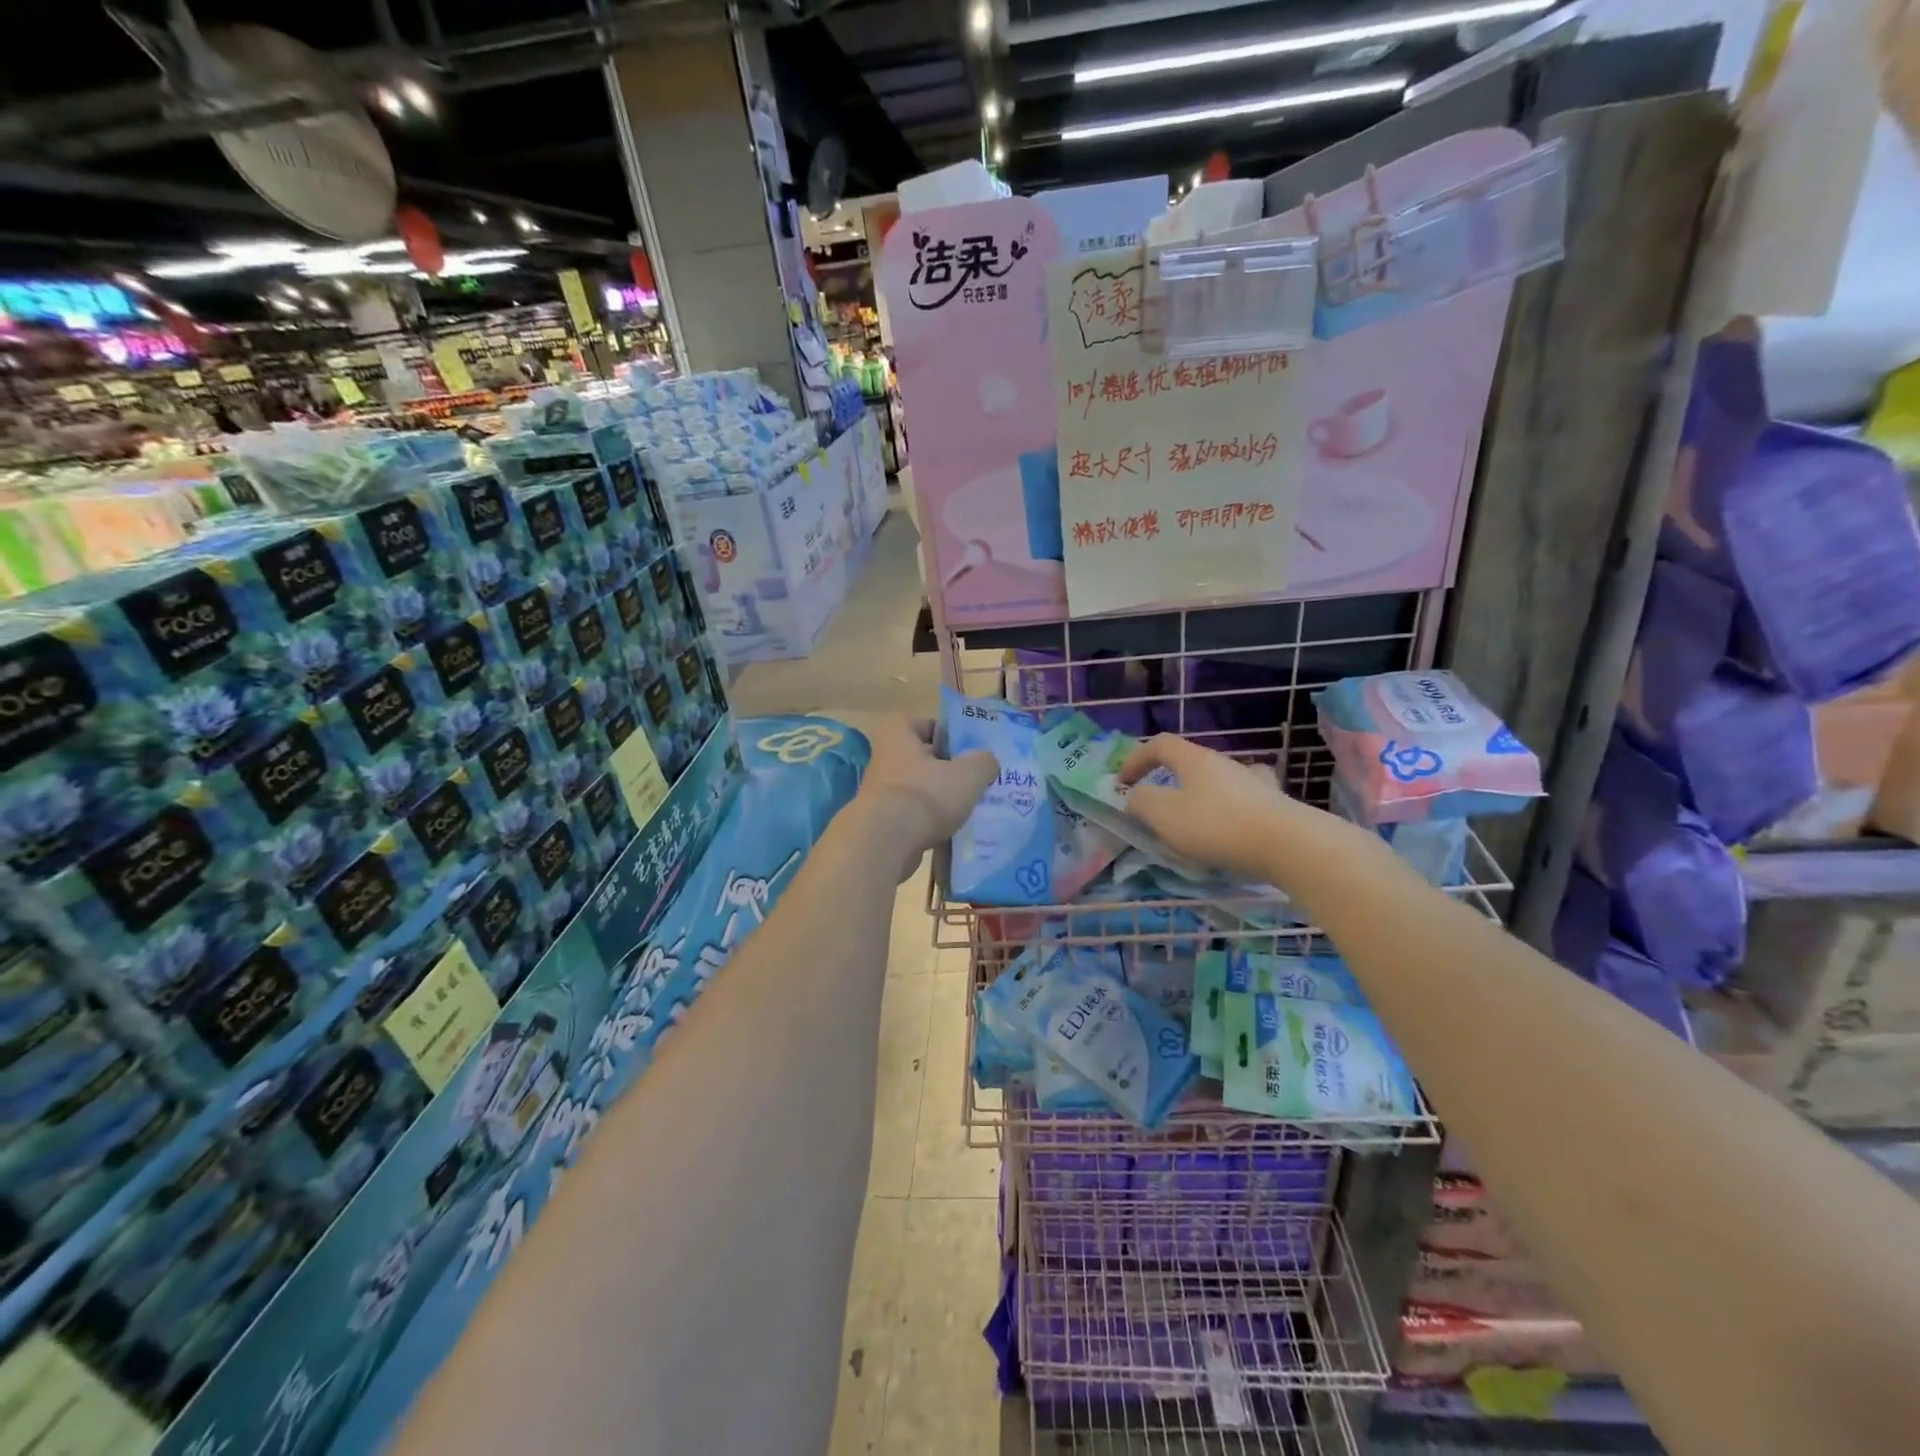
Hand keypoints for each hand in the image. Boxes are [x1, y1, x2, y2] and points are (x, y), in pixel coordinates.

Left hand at [854, 716, 997, 880]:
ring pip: (918, 789)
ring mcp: (879, 792)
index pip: (926, 723)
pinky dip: (928, 822)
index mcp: (898, 734)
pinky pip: (911, 816)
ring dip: (938, 798)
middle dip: (947, 769)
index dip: (949, 734)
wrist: (886, 843)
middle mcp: (883, 758)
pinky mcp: (880, 822)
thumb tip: (987, 761)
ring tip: (966, 809)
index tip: (969, 751)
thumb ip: (984, 761)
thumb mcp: (969, 773)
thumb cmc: (927, 795)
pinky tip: (949, 832)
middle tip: (973, 780)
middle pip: (923, 758)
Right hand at [1117, 734, 1303, 883]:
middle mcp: (1225, 763)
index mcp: (1195, 759)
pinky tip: (1232, 827)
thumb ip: (1141, 803)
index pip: (1159, 744)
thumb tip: (1135, 798)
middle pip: (1190, 762)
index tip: (1122, 784)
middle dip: (1168, 781)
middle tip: (1157, 808)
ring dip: (1200, 796)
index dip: (1136, 759)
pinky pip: (1244, 801)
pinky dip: (1230, 811)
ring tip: (1195, 823)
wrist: (1287, 844)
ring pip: (1218, 781)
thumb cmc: (1216, 825)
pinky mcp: (1275, 805)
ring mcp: (1254, 782)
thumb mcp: (1163, 815)